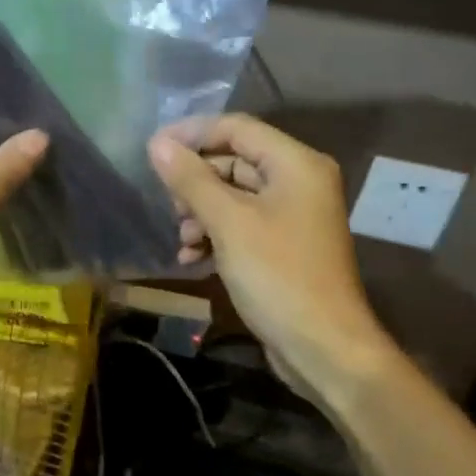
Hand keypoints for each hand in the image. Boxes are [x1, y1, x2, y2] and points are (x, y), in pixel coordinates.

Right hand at [147, 115, 390, 402]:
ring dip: (201, 213)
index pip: (237, 128)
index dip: (192, 134)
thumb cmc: (277, 275)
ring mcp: (292, 215)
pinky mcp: (283, 245)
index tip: (153, 150)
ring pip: (234, 196)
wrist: (323, 346)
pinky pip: (242, 224)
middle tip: (169, 205)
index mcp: (296, 164)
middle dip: (196, 182)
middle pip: (235, 161)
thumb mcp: (228, 223)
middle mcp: (298, 181)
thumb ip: (191, 180)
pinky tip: (192, 257)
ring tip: (183, 239)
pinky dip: (215, 235)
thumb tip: (157, 144)